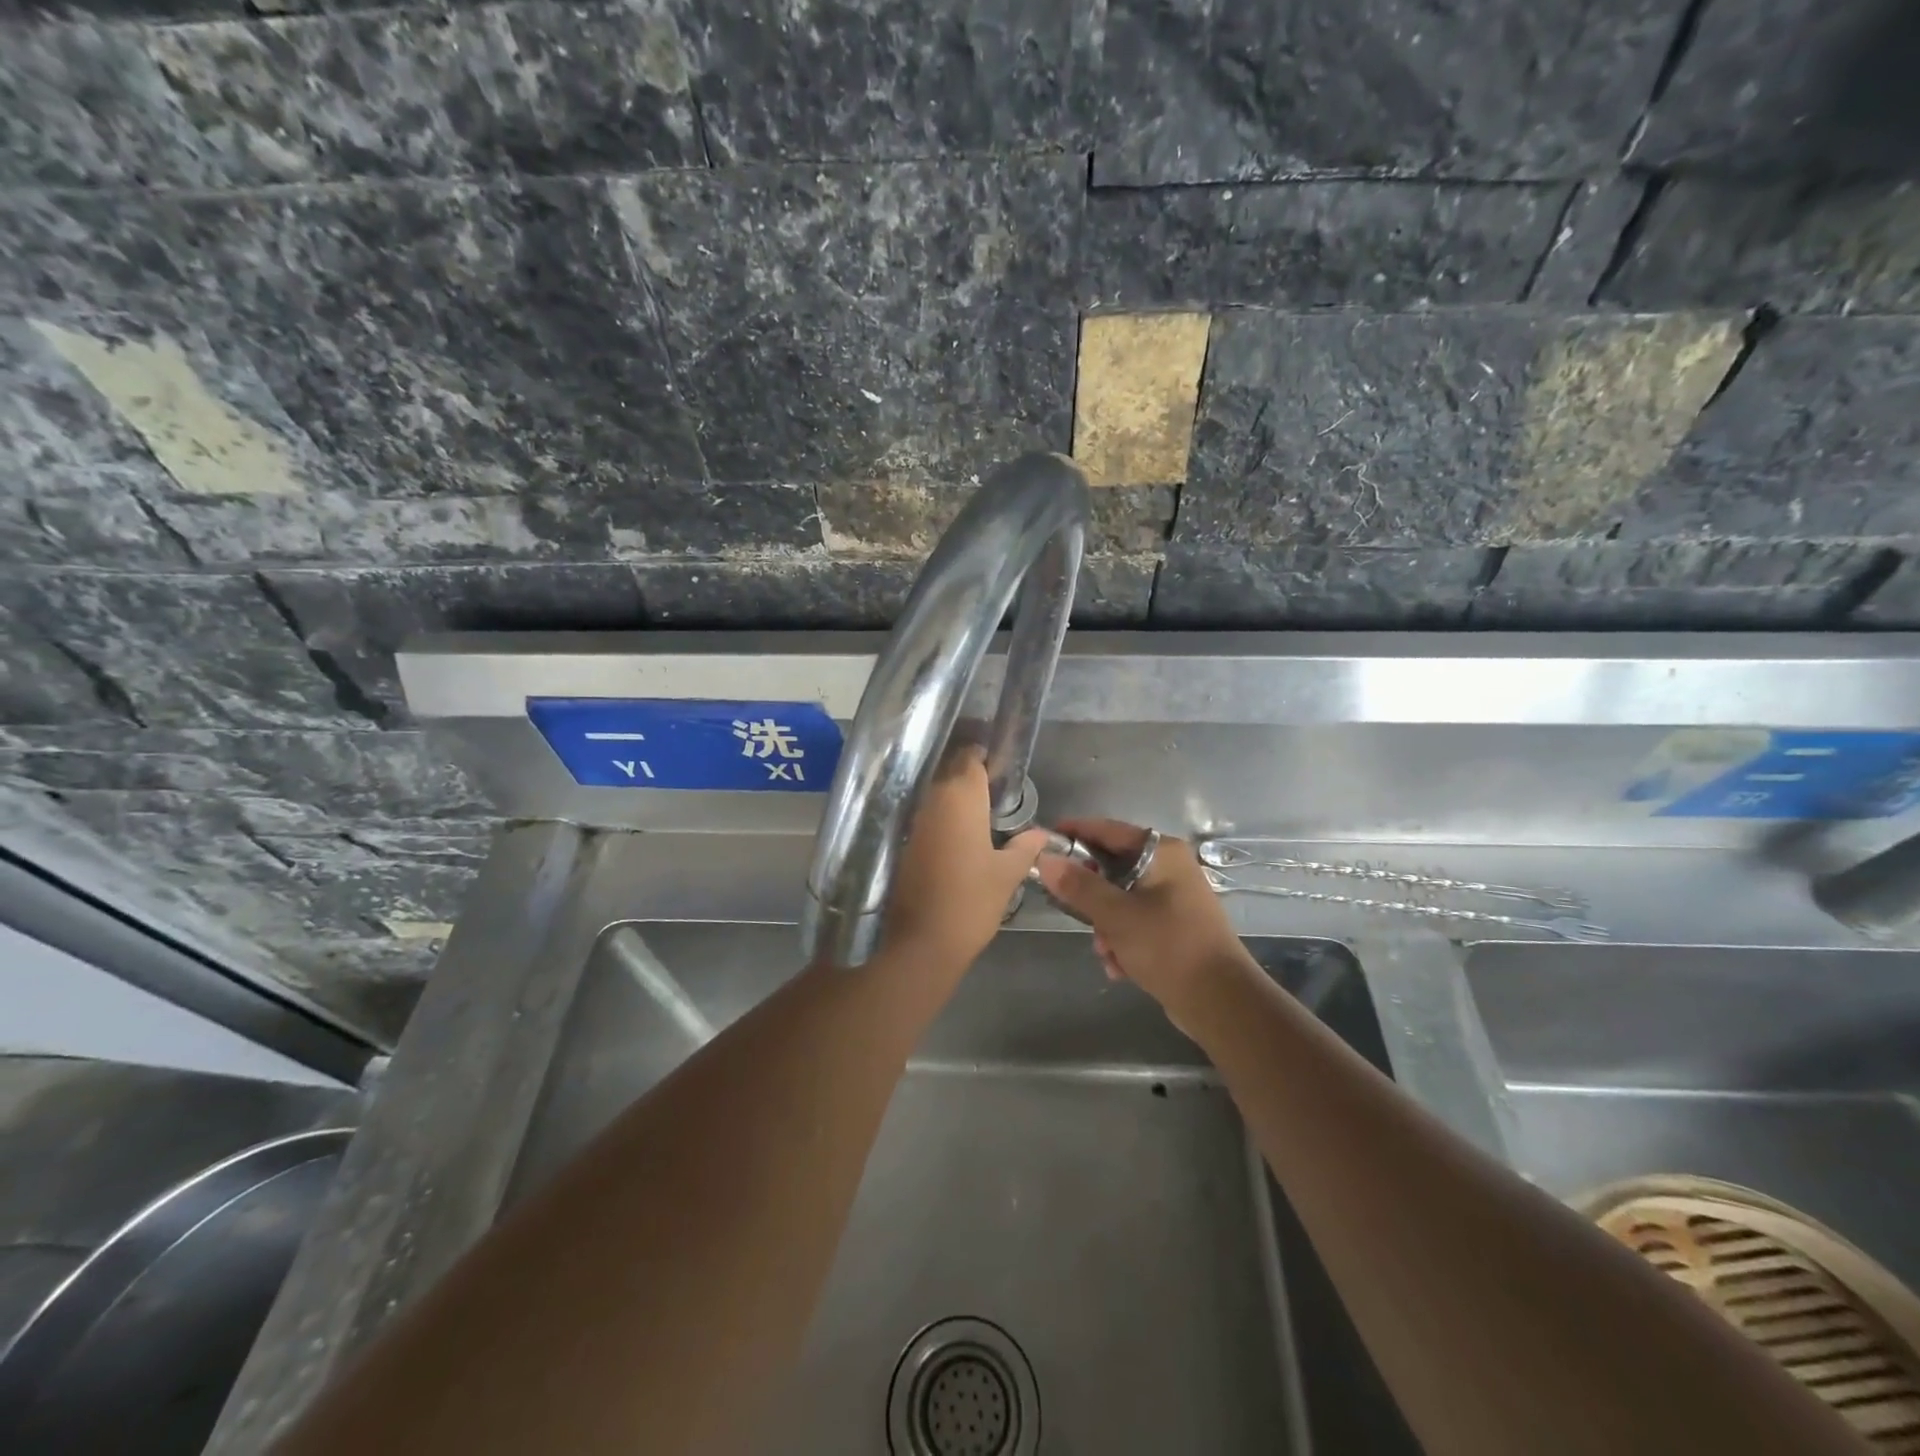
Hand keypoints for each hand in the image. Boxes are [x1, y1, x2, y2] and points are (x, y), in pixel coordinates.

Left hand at [881, 747, 1049, 977]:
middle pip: (949, 772)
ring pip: (933, 794)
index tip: (999, 770)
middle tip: (993, 793)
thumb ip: (1025, 847)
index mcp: (961, 797)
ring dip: (951, 798)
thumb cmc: (970, 902)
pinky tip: (954, 836)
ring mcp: (912, 820)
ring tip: (976, 815)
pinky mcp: (899, 841)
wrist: (918, 943)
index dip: (984, 759)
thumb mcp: (1007, 874)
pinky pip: (922, 816)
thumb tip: (1041, 834)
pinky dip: (937, 819)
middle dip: (968, 777)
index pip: (970, 758)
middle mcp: (932, 799)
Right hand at [1033, 818, 1255, 1020]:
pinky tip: (1120, 967)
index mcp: (1162, 853)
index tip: (1043, 840)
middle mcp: (1170, 869)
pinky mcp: (1175, 928)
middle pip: (1112, 868)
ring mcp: (1175, 899)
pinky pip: (1135, 923)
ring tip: (1106, 951)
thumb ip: (1078, 885)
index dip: (1074, 832)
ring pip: (1120, 900)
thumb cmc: (1168, 946)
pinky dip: (1123, 941)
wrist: (1220, 1002)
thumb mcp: (1116, 915)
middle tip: (1070, 910)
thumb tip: (1045, 859)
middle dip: (1090, 896)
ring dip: (1106, 926)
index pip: (1108, 830)